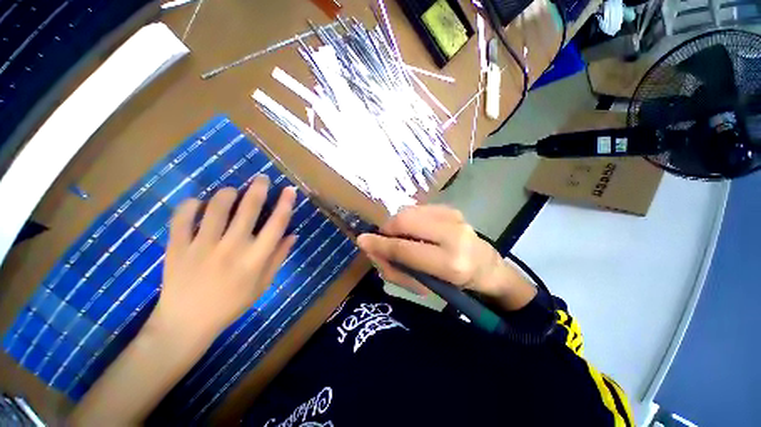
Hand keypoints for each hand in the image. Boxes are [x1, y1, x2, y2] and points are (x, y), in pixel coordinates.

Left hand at [152, 175, 297, 338]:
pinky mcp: (176, 248)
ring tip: (231, 192)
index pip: (276, 225)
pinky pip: (181, 217)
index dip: (285, 204)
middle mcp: (231, 248)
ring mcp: (201, 247)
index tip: (289, 190)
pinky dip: (189, 205)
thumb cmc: (231, 304)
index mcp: (255, 259)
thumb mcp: (262, 285)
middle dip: (258, 189)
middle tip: (261, 178)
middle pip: (248, 210)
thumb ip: (278, 257)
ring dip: (226, 194)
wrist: (186, 323)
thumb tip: (293, 234)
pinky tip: (197, 203)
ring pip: (216, 207)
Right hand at [356, 205, 535, 310]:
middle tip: (384, 240)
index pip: (405, 249)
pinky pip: (418, 208)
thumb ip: (396, 270)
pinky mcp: (452, 209)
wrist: (488, 269)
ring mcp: (455, 217)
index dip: (380, 245)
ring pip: (409, 211)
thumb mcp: (425, 286)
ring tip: (401, 237)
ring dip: (397, 224)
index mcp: (450, 263)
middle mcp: (454, 234)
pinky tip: (414, 230)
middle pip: (405, 220)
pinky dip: (409, 219)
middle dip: (387, 229)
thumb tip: (372, 249)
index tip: (362, 241)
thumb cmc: (455, 285)